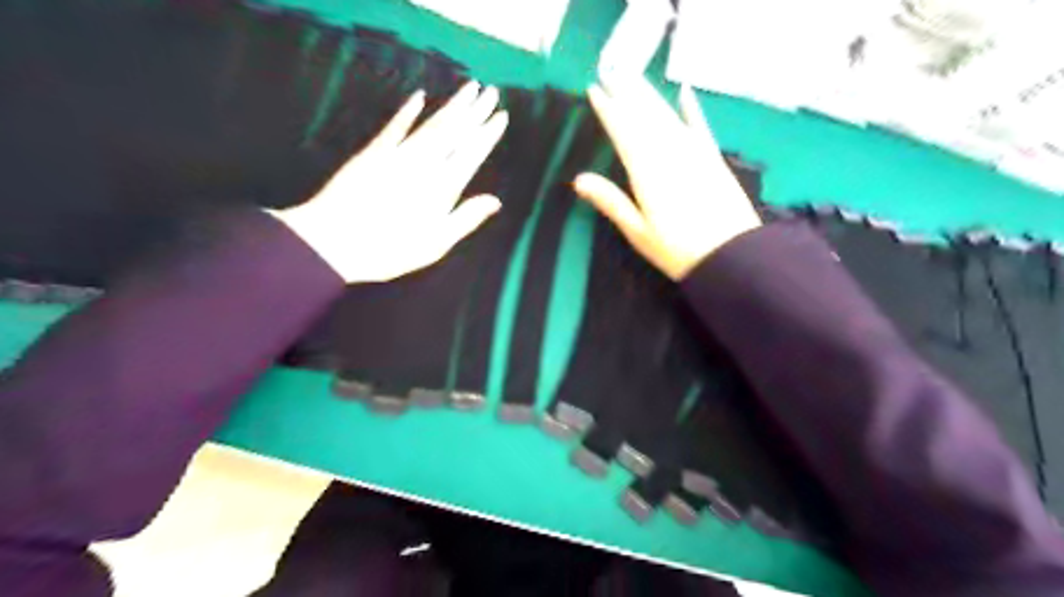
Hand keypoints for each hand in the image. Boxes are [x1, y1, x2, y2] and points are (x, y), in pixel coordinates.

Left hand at [271, 82, 507, 284]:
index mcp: (443, 187)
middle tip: (492, 91)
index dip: (487, 133)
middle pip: (455, 131)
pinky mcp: (374, 152)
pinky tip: (419, 96)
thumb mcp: (436, 243)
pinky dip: (408, 110)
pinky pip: (396, 125)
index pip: (472, 153)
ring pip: (432, 124)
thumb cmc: (391, 249)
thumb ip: (466, 219)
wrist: (334, 241)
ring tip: (469, 88)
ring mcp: (398, 154)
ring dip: (452, 105)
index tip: (501, 115)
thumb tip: (496, 200)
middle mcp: (425, 164)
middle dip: (475, 110)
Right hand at [579, 76, 759, 279]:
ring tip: (634, 77)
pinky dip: (692, 108)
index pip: (623, 131)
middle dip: (627, 93)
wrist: (729, 254)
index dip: (608, 109)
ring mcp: (694, 152)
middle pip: (645, 116)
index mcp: (646, 171)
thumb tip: (578, 180)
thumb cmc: (676, 249)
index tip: (596, 89)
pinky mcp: (713, 158)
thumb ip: (610, 202)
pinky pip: (700, 125)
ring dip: (650, 95)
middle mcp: (669, 153)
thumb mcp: (637, 231)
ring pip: (668, 115)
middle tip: (612, 72)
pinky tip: (685, 92)